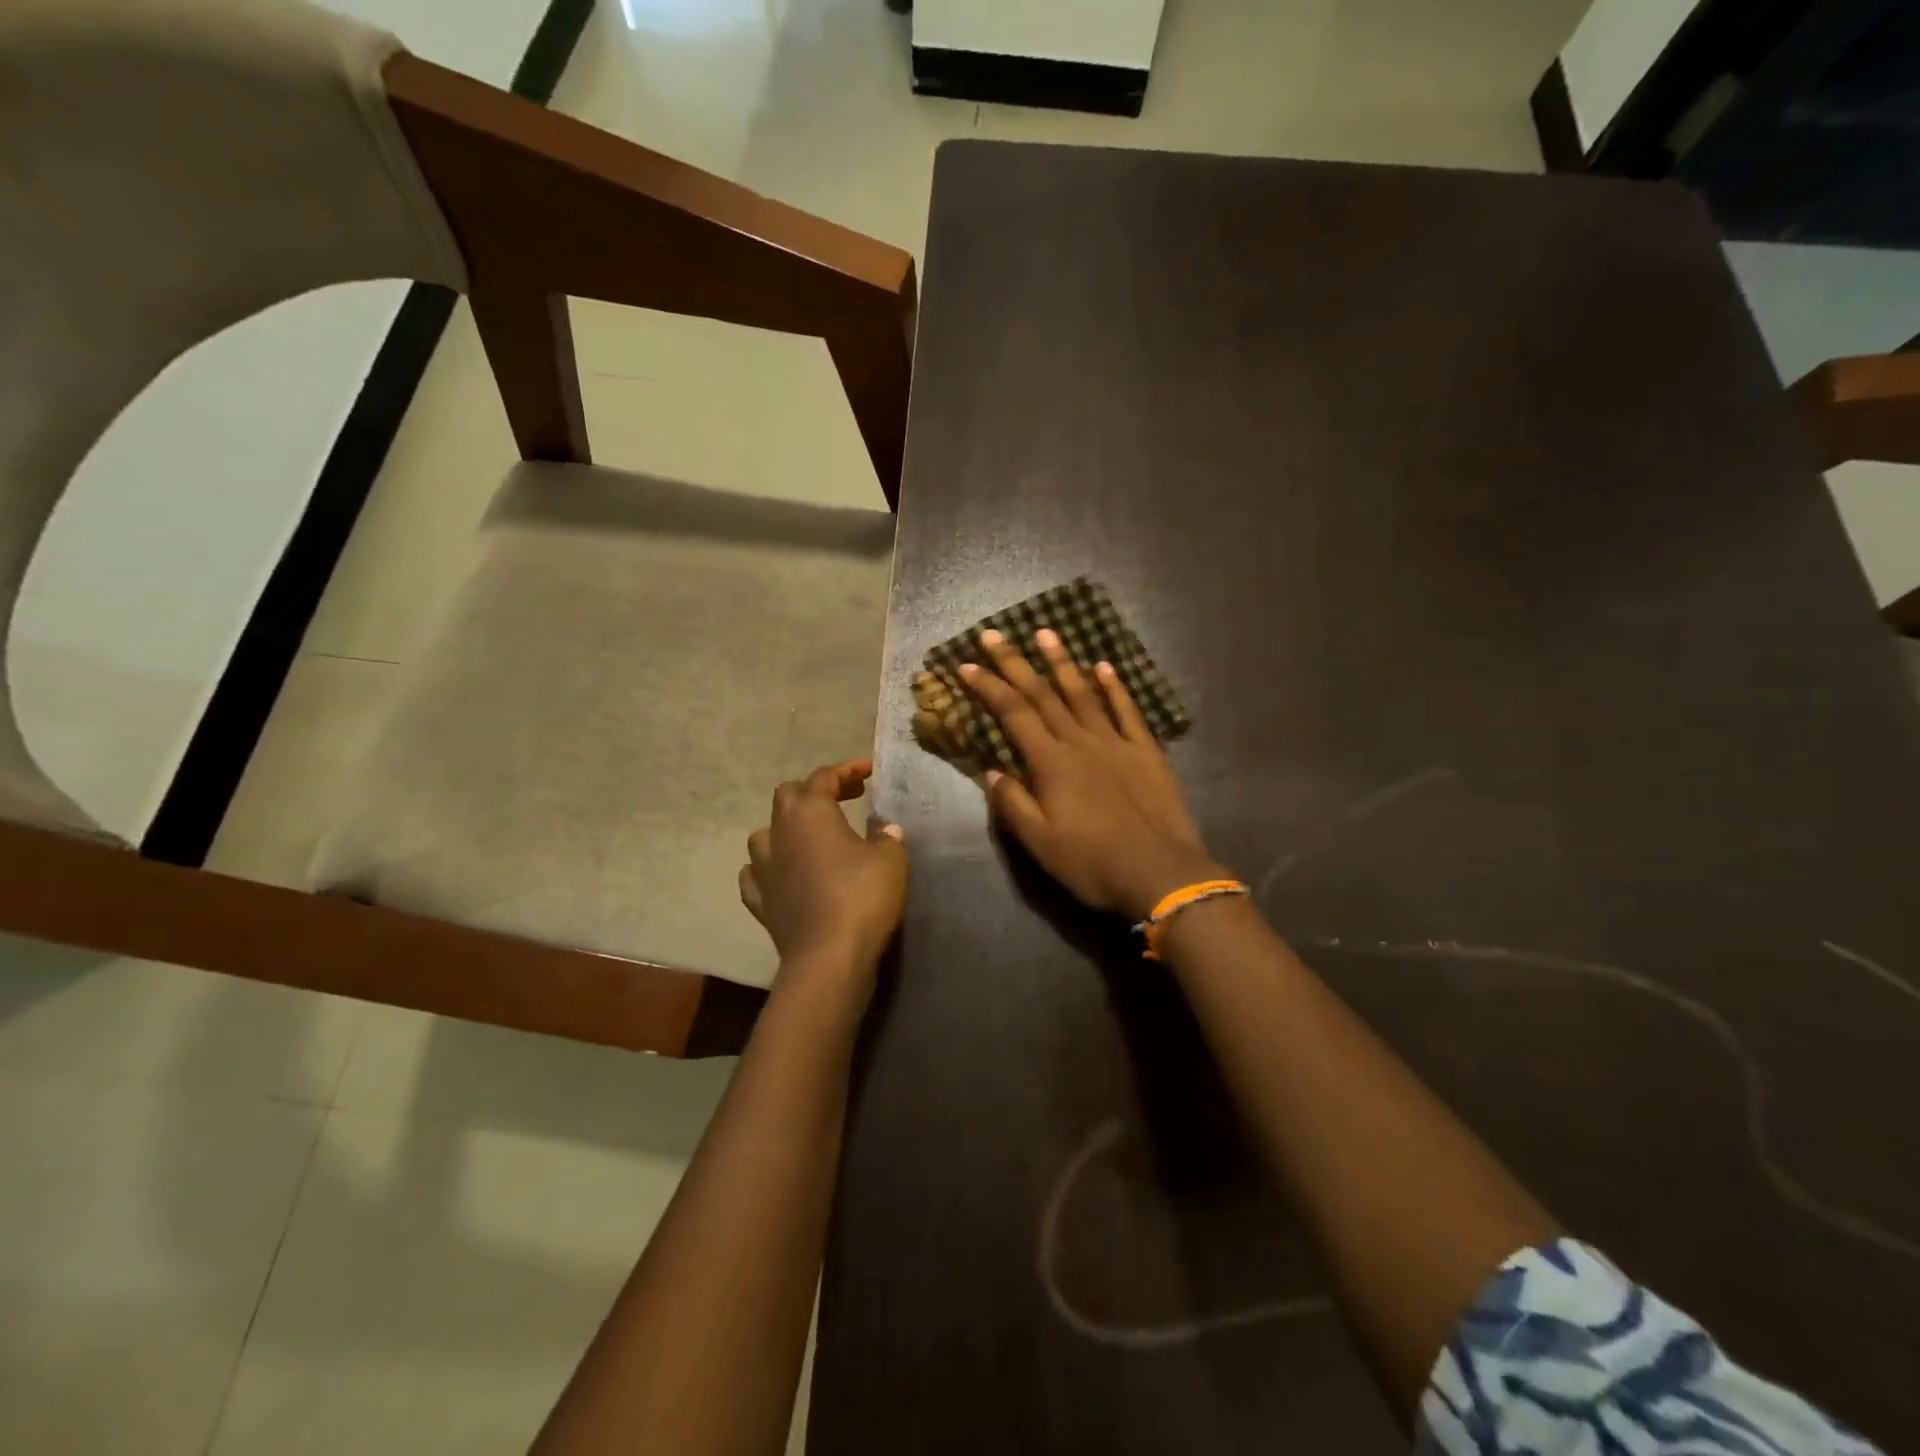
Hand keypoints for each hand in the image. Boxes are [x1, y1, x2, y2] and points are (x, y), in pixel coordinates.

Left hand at [740, 760, 908, 977]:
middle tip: (845, 798)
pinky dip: (770, 868)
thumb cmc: (862, 896)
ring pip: (765, 834)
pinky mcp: (759, 902)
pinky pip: (756, 875)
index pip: (824, 777)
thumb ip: (887, 836)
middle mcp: (780, 832)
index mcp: (810, 812)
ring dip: (787, 828)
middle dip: (814, 791)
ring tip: (811, 837)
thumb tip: (885, 828)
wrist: (829, 957)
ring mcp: (763, 868)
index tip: (869, 771)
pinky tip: (783, 874)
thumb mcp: (890, 859)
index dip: (847, 770)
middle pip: (788, 795)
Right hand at [958, 629, 1225, 920]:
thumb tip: (991, 771)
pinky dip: (1115, 687)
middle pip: (1042, 695)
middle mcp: (1081, 742)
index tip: (966, 665)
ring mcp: (1116, 742)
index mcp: (1051, 764)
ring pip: (1083, 693)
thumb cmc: (1092, 863)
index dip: (988, 687)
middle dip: (1015, 663)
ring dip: (1062, 662)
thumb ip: (1013, 804)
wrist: (1160, 873)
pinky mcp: (1146, 752)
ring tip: (1046, 633)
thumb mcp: (1040, 844)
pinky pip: (1127, 711)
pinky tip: (1105, 667)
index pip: (1013, 714)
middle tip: (993, 634)